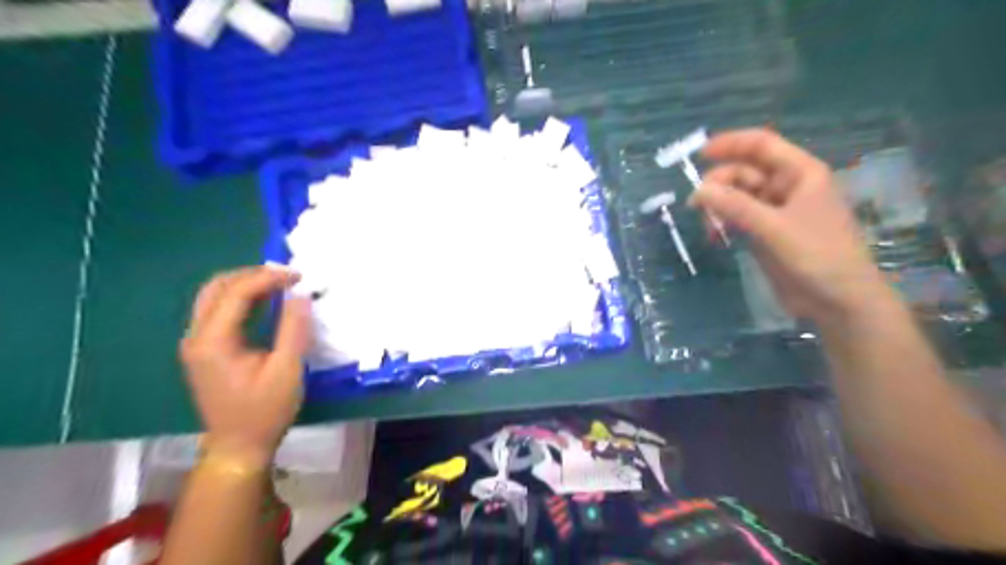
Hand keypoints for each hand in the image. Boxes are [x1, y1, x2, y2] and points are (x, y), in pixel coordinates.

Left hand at [179, 267, 308, 465]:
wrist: (239, 446)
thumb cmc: (265, 411)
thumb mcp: (287, 370)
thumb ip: (293, 330)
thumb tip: (301, 295)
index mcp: (213, 342)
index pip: (236, 293)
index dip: (267, 278)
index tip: (298, 276)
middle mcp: (197, 337)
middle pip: (217, 288)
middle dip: (253, 275)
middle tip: (287, 275)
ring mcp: (197, 344)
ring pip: (214, 297)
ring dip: (246, 284)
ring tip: (279, 283)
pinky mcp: (205, 350)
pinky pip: (218, 311)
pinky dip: (241, 298)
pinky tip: (265, 301)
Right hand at [692, 129, 887, 320]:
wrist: (837, 301)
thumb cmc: (817, 256)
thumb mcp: (774, 228)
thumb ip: (736, 207)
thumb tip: (698, 191)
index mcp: (800, 173)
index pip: (762, 145)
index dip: (731, 144)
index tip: (699, 154)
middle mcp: (786, 187)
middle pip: (744, 172)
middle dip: (719, 185)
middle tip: (696, 206)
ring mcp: (774, 212)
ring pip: (737, 197)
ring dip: (718, 207)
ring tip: (709, 228)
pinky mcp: (764, 234)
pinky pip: (736, 219)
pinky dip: (723, 224)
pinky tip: (714, 237)